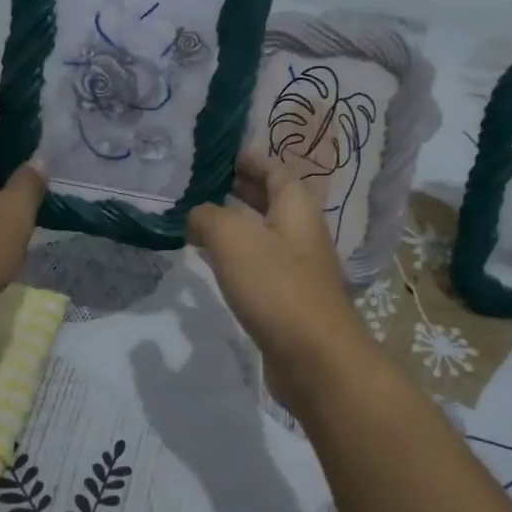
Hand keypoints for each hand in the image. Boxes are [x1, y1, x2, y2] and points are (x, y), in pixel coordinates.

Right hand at [187, 152, 373, 416]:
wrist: (314, 358)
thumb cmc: (276, 287)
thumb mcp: (233, 238)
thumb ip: (208, 217)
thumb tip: (197, 215)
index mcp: (296, 208)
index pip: (275, 170)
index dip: (249, 158)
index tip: (218, 154)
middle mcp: (300, 233)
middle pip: (271, 200)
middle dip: (239, 188)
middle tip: (201, 182)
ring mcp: (296, 268)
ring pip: (262, 234)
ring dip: (234, 223)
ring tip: (198, 218)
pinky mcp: (287, 300)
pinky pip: (258, 266)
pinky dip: (236, 256)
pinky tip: (213, 263)